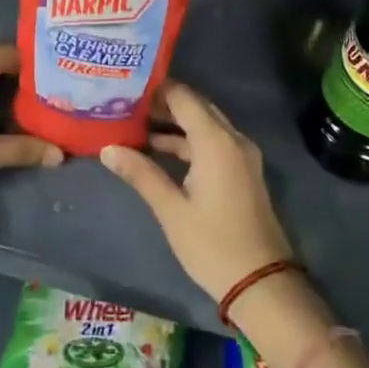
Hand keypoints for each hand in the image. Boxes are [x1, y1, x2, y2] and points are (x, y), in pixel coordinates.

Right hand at [99, 81, 293, 303]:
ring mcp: (241, 155)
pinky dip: (188, 140)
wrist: (261, 282)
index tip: (126, 85)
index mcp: (216, 141)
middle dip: (163, 102)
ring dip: (175, 123)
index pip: (183, 97)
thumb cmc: (212, 244)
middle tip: (126, 101)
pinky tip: (159, 149)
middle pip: (196, 106)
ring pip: (205, 124)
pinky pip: (213, 142)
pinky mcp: (242, 171)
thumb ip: (141, 173)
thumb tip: (107, 149)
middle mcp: (232, 138)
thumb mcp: (171, 209)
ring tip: (134, 123)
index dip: (156, 88)